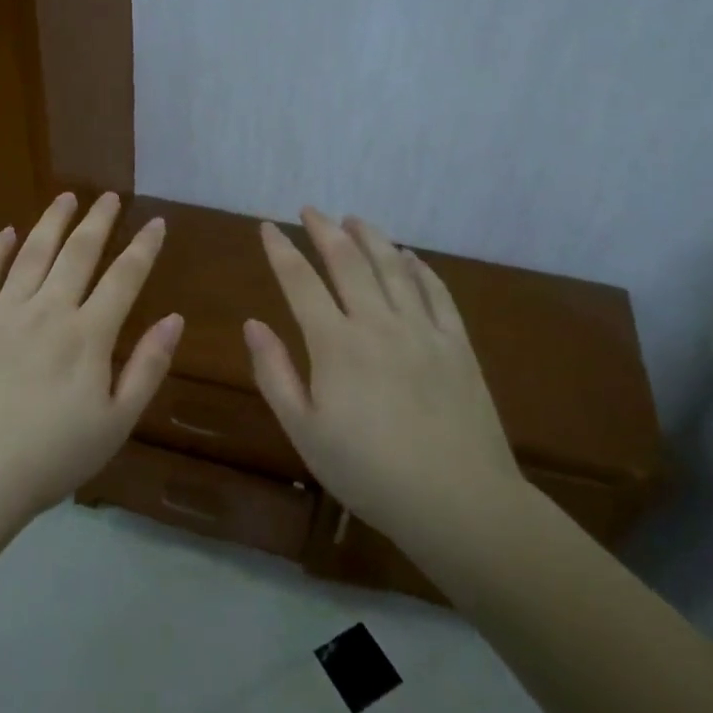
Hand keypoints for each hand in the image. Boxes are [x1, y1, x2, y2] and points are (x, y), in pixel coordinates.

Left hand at [0, 191, 181, 522]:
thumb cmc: (51, 457)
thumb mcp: (116, 423)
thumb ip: (147, 367)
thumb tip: (174, 318)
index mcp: (88, 335)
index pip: (123, 278)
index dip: (143, 247)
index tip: (155, 222)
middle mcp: (47, 310)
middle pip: (78, 253)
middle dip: (97, 221)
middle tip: (108, 196)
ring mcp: (2, 312)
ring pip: (32, 253)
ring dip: (52, 222)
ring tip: (66, 197)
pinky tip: (5, 231)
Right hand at [245, 209, 523, 542]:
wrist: (459, 502)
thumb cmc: (369, 472)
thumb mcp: (304, 431)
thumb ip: (275, 373)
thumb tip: (252, 324)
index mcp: (335, 343)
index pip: (300, 281)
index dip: (281, 250)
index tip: (268, 227)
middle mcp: (378, 323)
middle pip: (348, 261)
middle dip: (324, 230)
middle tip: (310, 210)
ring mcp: (422, 330)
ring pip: (393, 267)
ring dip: (371, 237)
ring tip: (355, 219)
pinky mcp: (457, 344)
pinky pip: (436, 292)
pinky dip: (420, 268)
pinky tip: (410, 257)